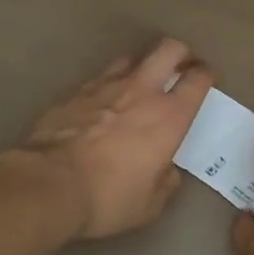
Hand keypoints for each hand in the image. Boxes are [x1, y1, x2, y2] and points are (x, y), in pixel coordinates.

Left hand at [19, 38, 213, 240]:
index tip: (206, 78)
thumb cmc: (108, 197)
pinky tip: (103, 101)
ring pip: (133, 56)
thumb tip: (167, 172)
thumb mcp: (149, 206)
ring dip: (142, 65)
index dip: (206, 74)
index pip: (198, 79)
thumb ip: (165, 183)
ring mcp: (106, 85)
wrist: (47, 184)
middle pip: (169, 49)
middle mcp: (142, 90)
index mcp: (169, 116)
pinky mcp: (76, 91)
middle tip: (180, 66)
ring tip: (140, 82)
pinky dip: (109, 84)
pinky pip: (100, 77)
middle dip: (179, 53)